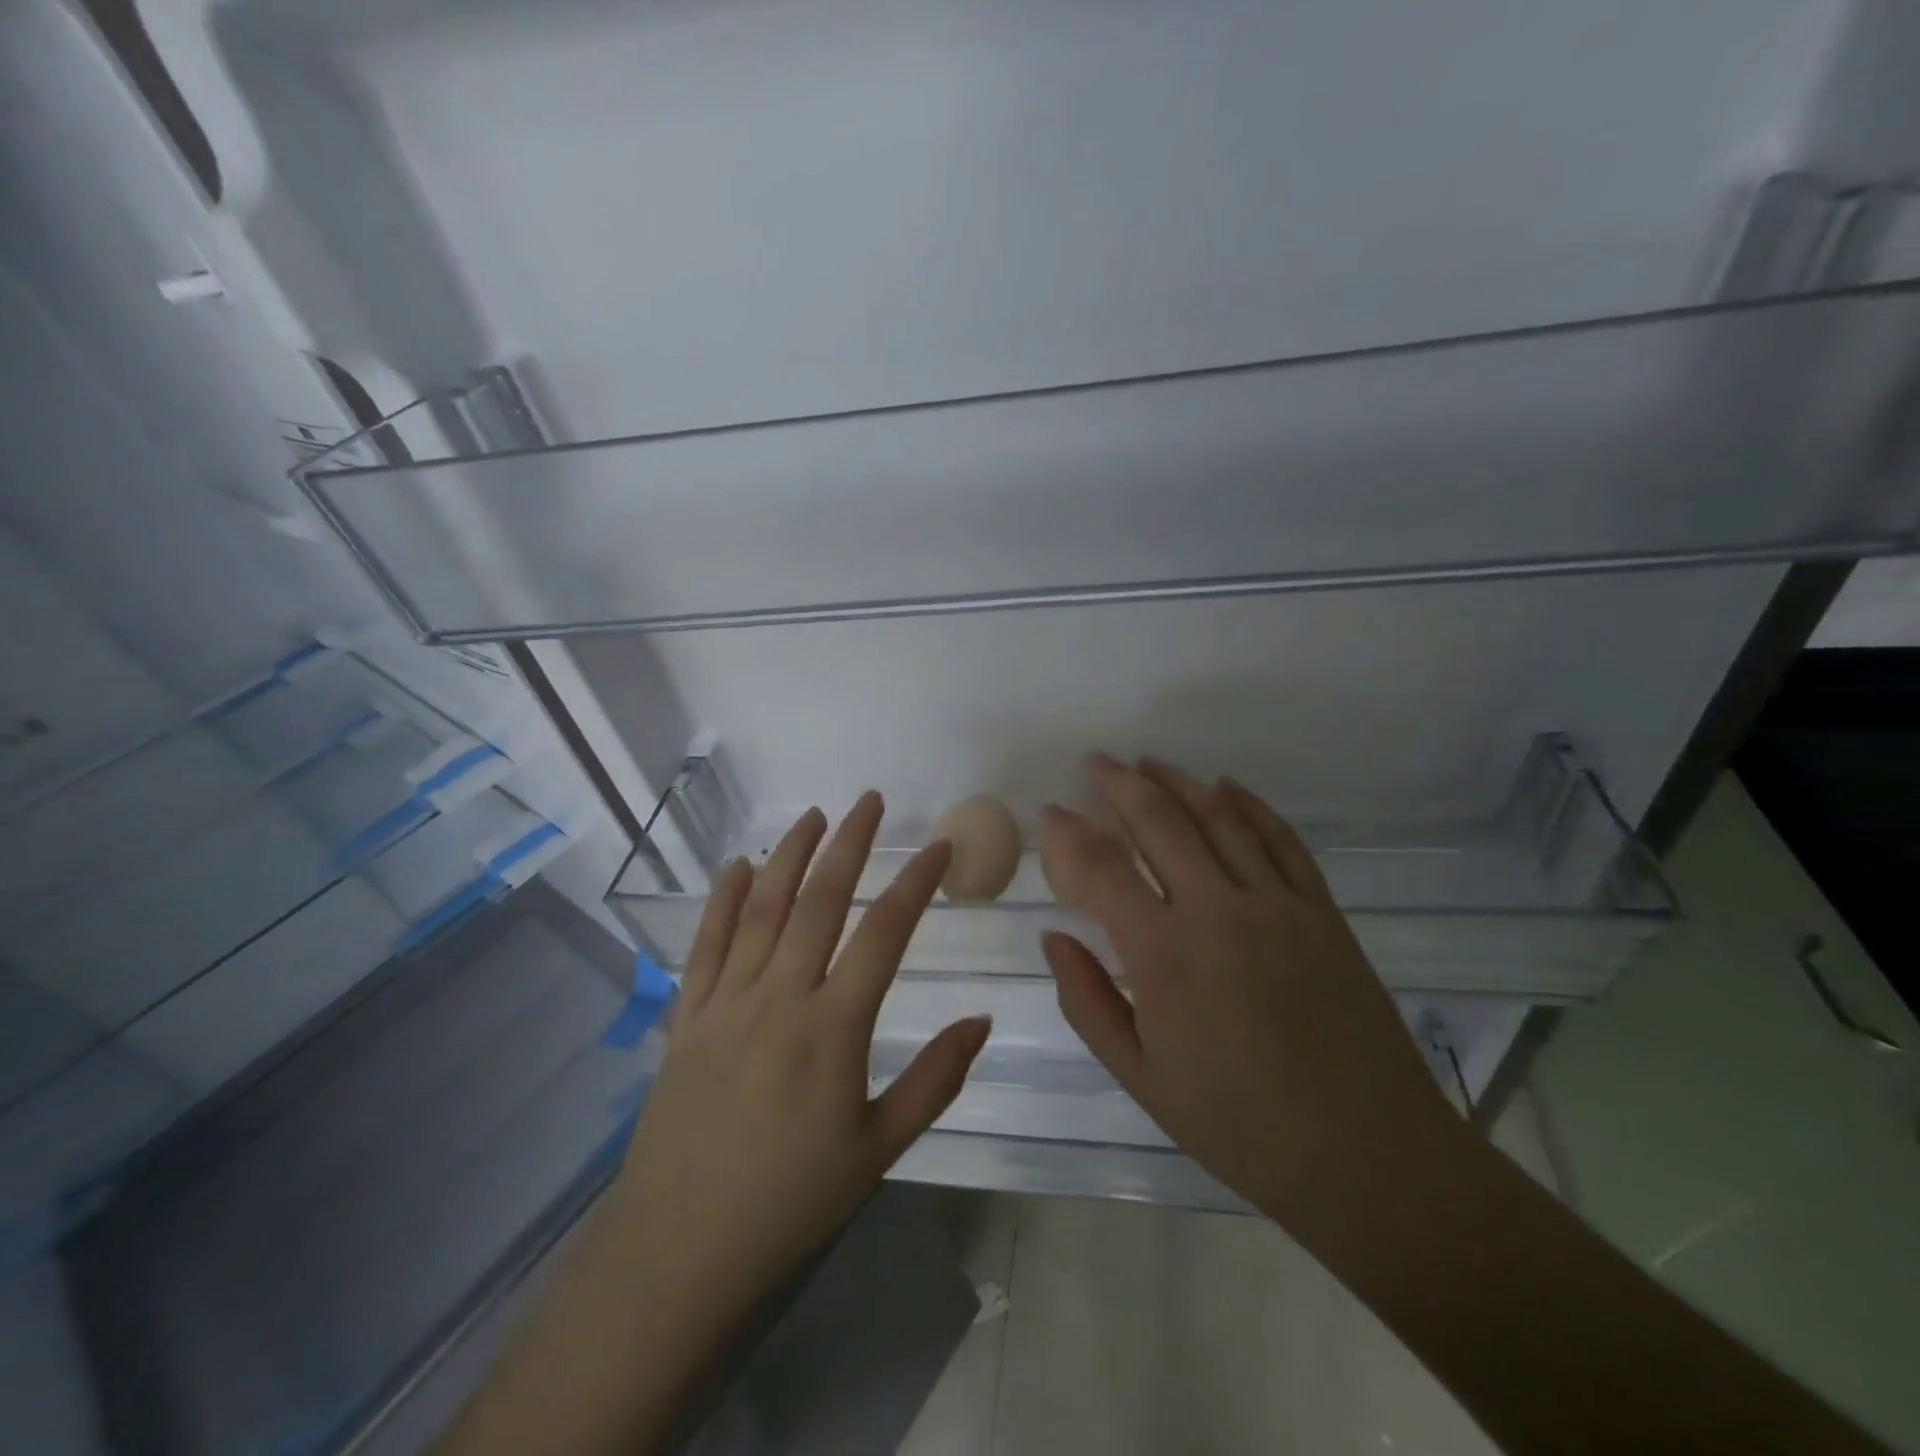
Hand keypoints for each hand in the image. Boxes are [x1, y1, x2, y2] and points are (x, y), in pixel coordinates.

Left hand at [604, 793, 989, 1344]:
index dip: (916, 882)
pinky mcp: (686, 1017)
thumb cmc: (790, 1203)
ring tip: (814, 814)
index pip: (884, 933)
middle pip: (819, 901)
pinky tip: (736, 865)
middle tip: (870, 800)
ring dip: (789, 855)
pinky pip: (705, 944)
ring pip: (761, 909)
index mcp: (833, 1028)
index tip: (939, 847)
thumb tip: (982, 1019)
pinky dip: (722, 899)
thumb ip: (935, 1079)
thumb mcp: (879, 1150)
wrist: (678, 1252)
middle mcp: (779, 998)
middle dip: (849, 843)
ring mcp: (726, 1002)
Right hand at [1039, 755, 1458, 1224]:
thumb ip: (1087, 1001)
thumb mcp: (1141, 1077)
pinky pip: (1281, 839)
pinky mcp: (1321, 910)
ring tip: (1148, 763)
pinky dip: (1250, 805)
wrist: (1367, 1155)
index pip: (1102, 869)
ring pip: (1219, 818)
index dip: (1069, 833)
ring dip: (1179, 782)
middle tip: (1097, 761)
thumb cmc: (1239, 1125)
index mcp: (1165, 956)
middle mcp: (1218, 912)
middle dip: (1121, 783)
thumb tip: (1055, 937)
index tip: (1051, 812)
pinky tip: (1226, 787)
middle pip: (1160, 822)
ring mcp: (1277, 905)